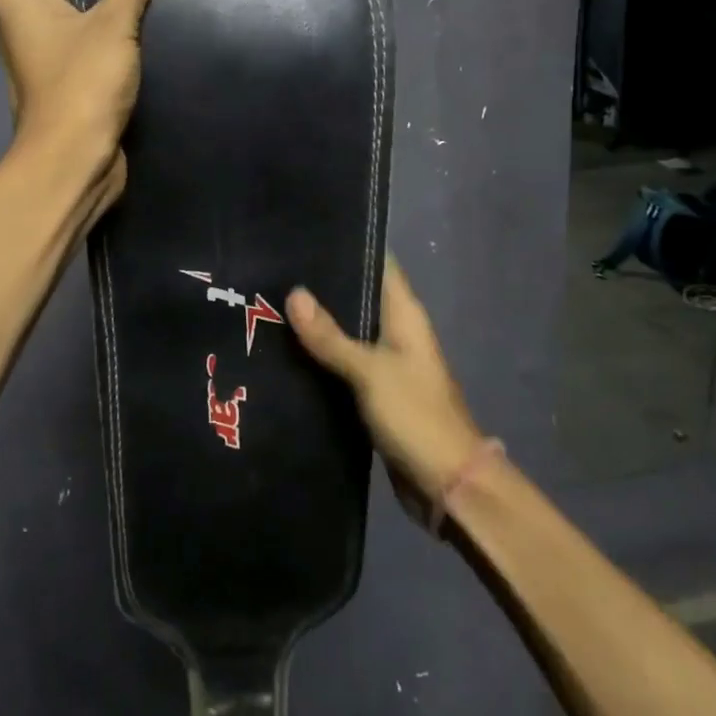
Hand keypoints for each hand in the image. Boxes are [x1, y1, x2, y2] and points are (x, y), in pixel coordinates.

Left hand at [0, 0, 172, 202]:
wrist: (73, 166)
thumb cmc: (84, 87)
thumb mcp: (114, 21)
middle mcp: (21, 16)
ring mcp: (41, 52)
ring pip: (93, 20)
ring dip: (126, 24)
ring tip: (166, 21)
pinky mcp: (63, 80)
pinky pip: (94, 49)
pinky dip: (119, 49)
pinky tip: (151, 50)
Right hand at [287, 256, 485, 501]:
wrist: (445, 482)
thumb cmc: (414, 415)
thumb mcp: (370, 371)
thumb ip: (331, 335)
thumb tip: (294, 293)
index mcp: (406, 316)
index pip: (380, 264)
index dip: (350, 246)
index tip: (307, 233)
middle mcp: (397, 333)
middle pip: (359, 297)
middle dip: (322, 287)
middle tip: (274, 271)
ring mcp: (387, 364)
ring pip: (348, 332)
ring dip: (318, 324)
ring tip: (270, 304)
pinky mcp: (376, 393)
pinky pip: (344, 365)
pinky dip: (321, 358)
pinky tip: (287, 352)